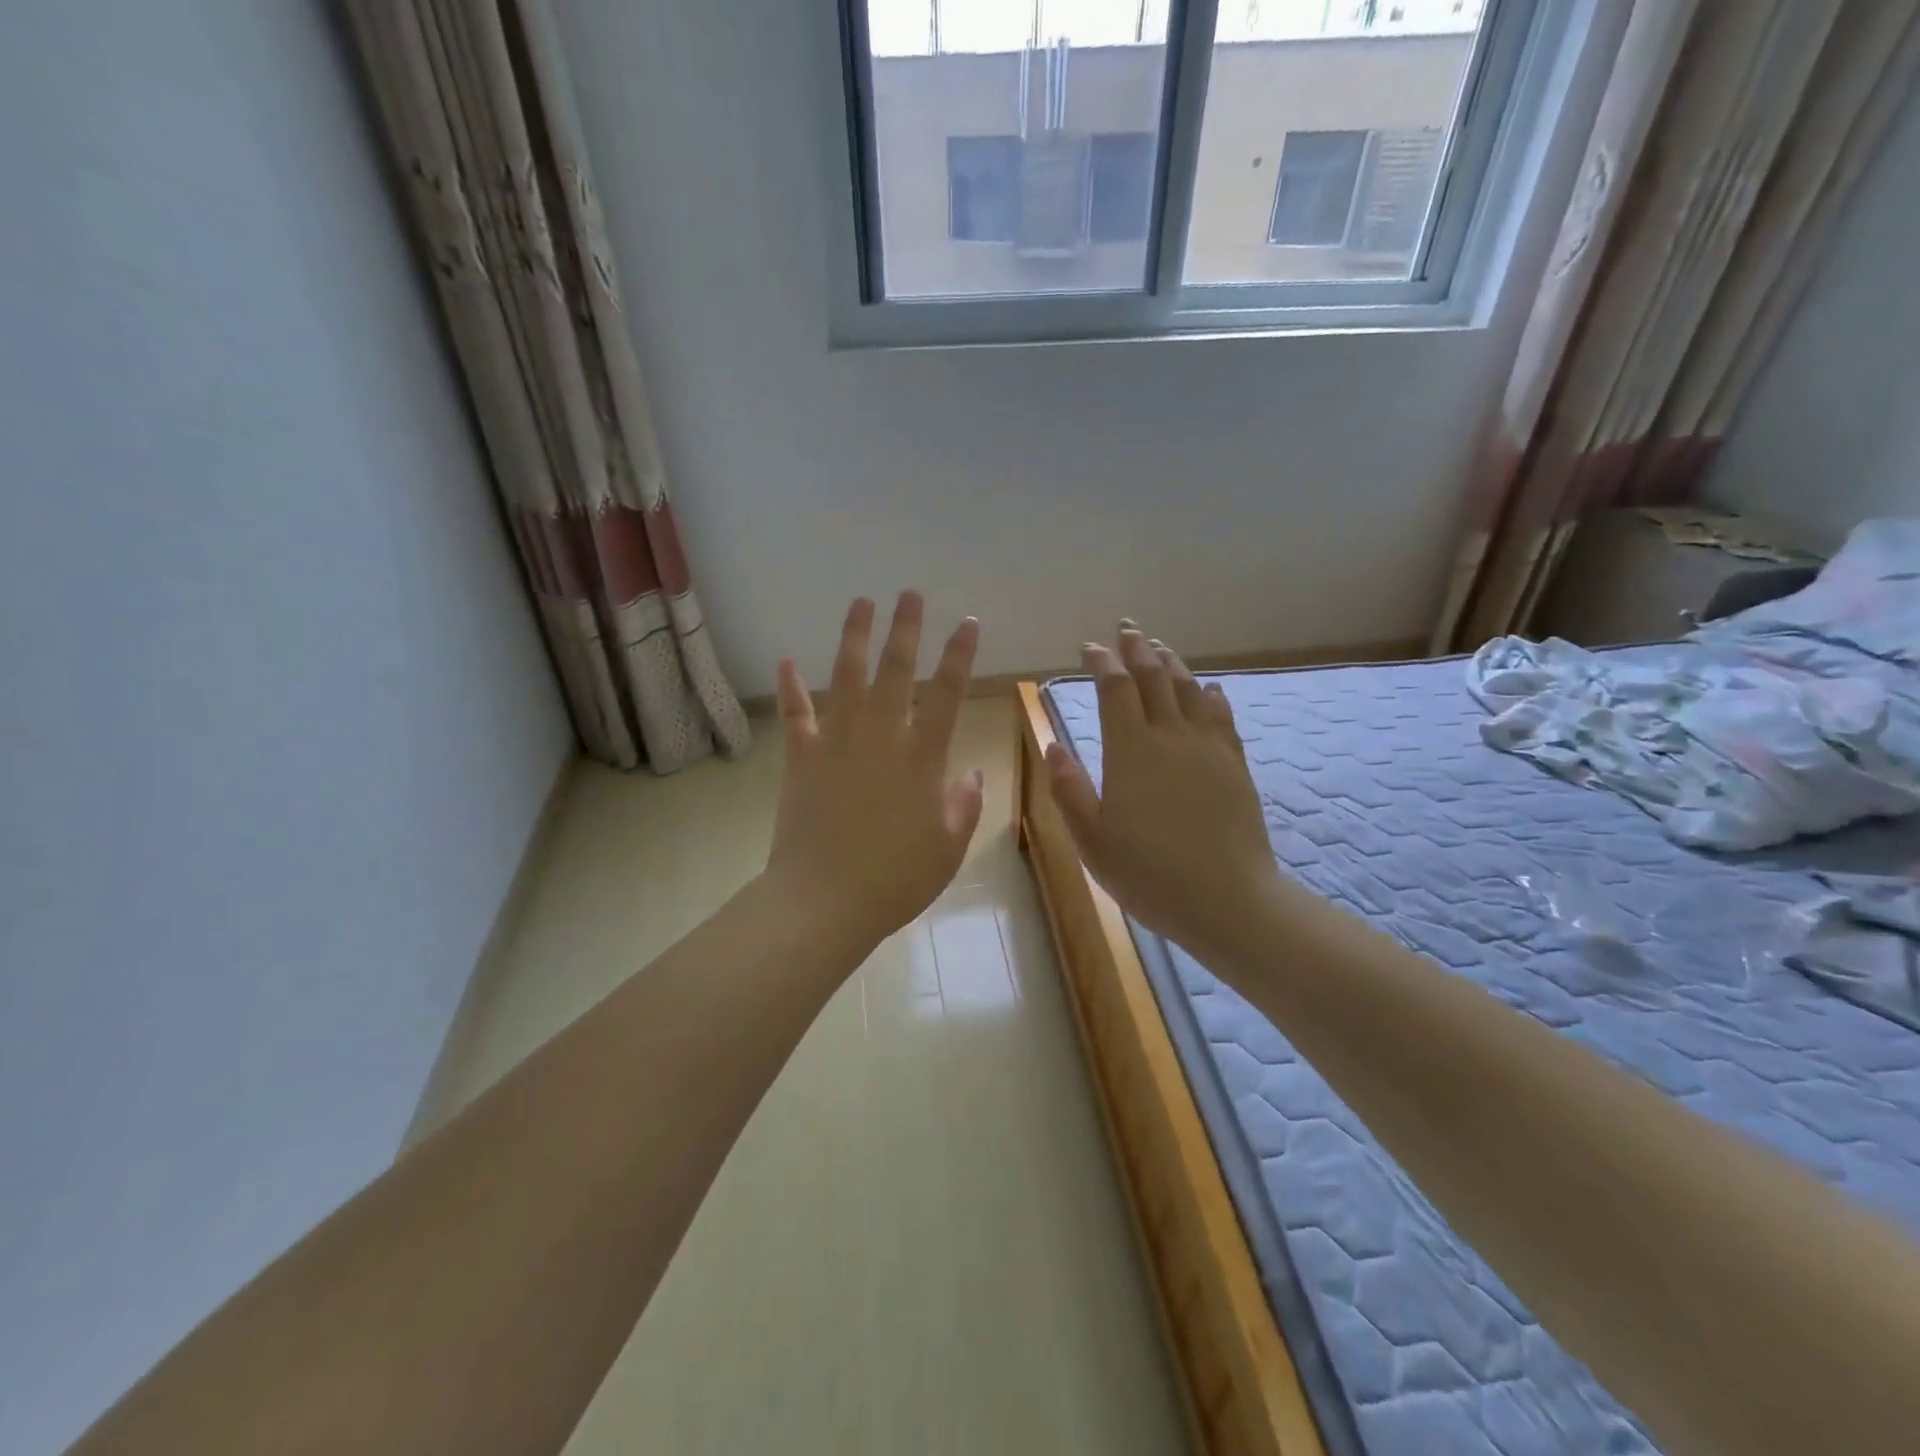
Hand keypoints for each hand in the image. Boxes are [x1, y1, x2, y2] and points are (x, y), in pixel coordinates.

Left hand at [764, 592, 984, 955]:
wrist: (824, 901)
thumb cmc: (895, 879)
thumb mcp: (948, 848)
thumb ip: (965, 806)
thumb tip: (972, 774)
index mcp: (922, 758)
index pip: (948, 694)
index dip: (960, 655)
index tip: (969, 623)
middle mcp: (881, 738)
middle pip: (896, 671)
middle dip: (906, 628)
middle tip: (910, 593)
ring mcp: (837, 743)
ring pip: (847, 678)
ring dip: (854, 637)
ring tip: (861, 602)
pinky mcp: (802, 759)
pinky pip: (797, 715)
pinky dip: (791, 688)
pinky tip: (785, 660)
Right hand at [1045, 625, 1282, 960]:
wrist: (1228, 899)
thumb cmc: (1148, 874)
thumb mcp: (1092, 840)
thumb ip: (1069, 790)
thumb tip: (1052, 745)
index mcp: (1130, 751)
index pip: (1115, 690)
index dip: (1102, 663)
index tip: (1090, 648)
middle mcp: (1170, 737)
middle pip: (1154, 678)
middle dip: (1138, 649)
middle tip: (1127, 630)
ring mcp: (1208, 748)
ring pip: (1189, 690)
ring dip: (1172, 664)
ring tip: (1160, 647)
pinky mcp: (1235, 764)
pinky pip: (1222, 717)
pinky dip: (1211, 695)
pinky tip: (1208, 688)